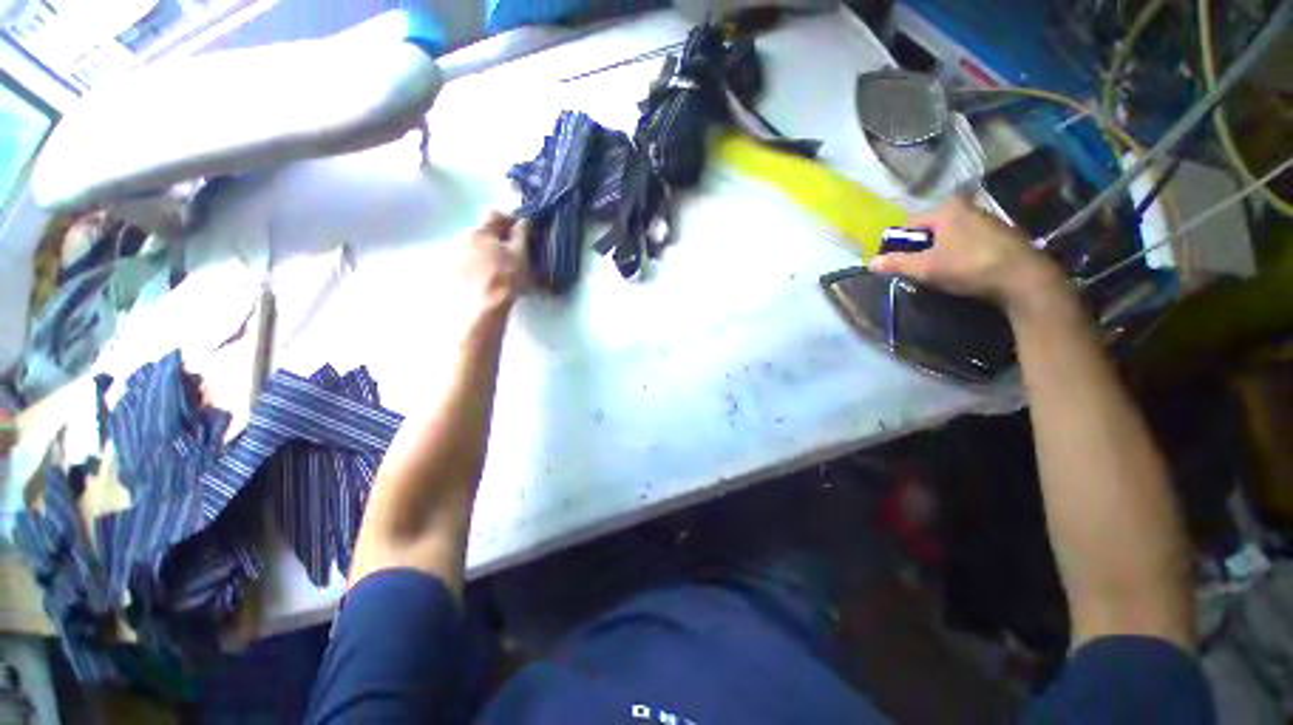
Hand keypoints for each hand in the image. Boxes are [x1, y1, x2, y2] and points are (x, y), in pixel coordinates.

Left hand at [461, 212, 531, 313]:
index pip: (496, 215)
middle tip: (518, 248)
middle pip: (486, 230)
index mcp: (481, 231)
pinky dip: (486, 262)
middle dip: (502, 236)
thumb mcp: (520, 254)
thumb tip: (524, 220)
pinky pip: (474, 259)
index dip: (512, 219)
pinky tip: (495, 274)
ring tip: (507, 264)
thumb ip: (522, 234)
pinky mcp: (458, 271)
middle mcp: (466, 238)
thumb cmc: (506, 278)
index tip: (524, 229)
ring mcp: (460, 255)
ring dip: (493, 249)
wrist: (485, 306)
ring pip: (480, 245)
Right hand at [868, 197, 1066, 309]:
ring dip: (942, 253)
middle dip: (922, 250)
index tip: (899, 264)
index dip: (900, 245)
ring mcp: (988, 219)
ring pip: (951, 237)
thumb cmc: (968, 267)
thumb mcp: (925, 268)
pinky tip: (965, 271)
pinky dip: (962, 255)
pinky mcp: (1003, 234)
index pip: (910, 225)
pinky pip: (970, 242)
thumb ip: (897, 263)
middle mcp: (967, 207)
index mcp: (946, 209)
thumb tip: (870, 262)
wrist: (1023, 278)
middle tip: (920, 271)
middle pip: (932, 230)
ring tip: (942, 274)